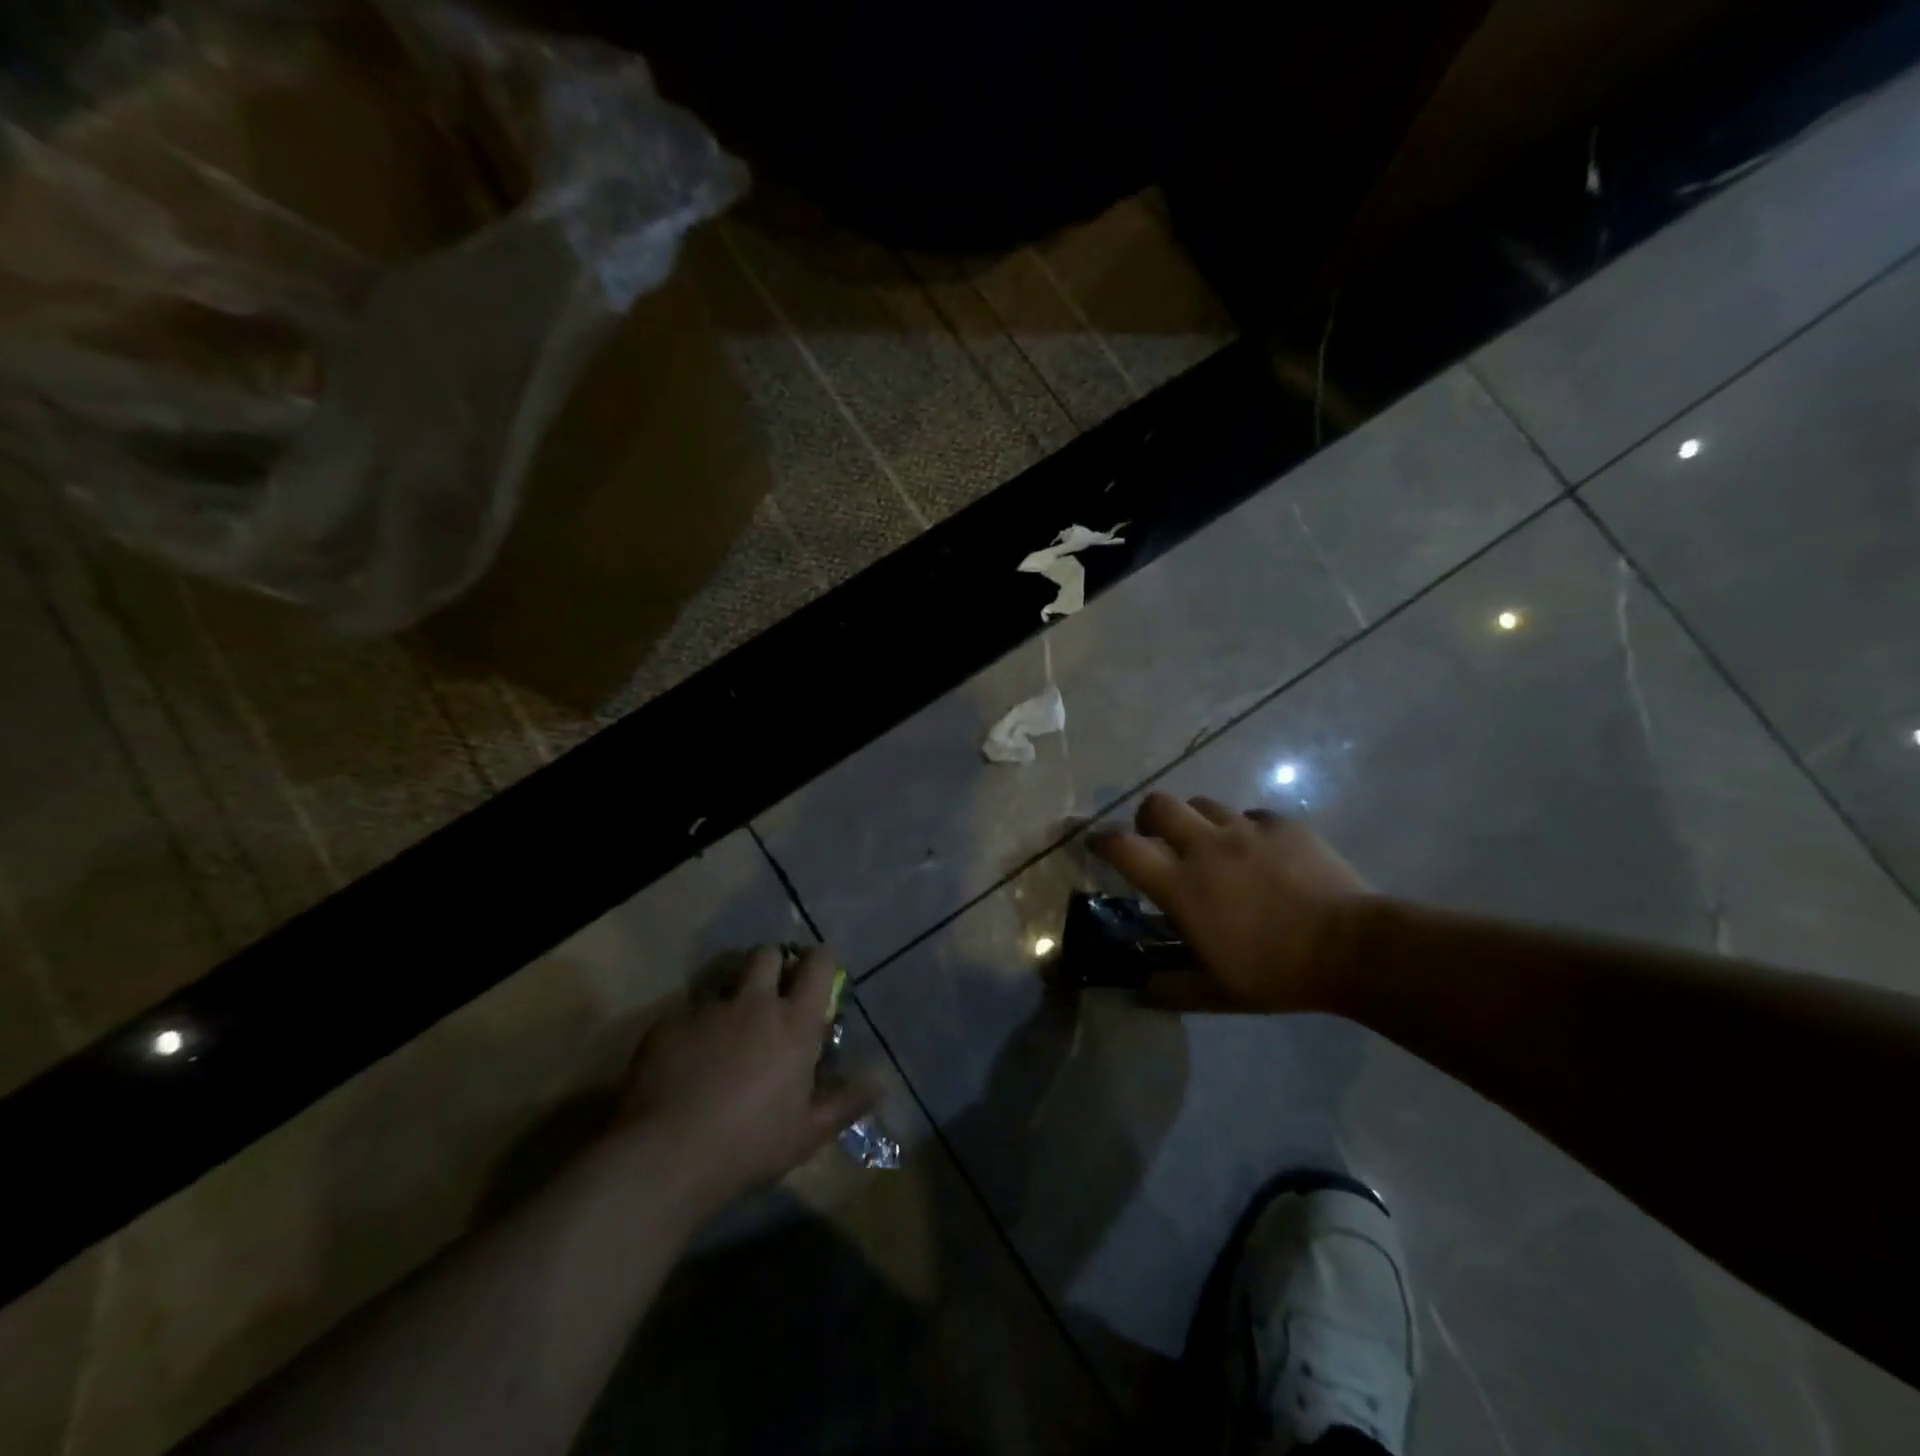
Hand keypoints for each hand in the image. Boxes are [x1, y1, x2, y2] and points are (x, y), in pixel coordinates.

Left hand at [618, 946, 877, 1214]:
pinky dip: (697, 1023)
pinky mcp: (668, 1024)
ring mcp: (706, 1009)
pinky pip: (688, 1009)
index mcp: (793, 1022)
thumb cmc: (749, 1145)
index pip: (817, 964)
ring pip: (725, 976)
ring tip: (731, 1020)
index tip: (819, 972)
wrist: (664, 1157)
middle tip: (774, 992)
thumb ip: (847, 1102)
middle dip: (774, 963)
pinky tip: (690, 1056)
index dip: (820, 960)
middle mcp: (752, 1003)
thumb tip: (881, 1081)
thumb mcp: (808, 1133)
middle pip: (767, 954)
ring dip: (735, 989)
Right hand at [1090, 793, 1373, 1012]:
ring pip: (1204, 804)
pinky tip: (1260, 853)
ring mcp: (1246, 830)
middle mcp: (1206, 846)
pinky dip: (1245, 830)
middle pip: (1158, 805)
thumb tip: (1139, 990)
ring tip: (1212, 846)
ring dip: (1196, 821)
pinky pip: (1251, 815)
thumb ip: (1170, 988)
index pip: (1123, 847)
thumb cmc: (1276, 973)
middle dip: (1148, 817)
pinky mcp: (1282, 824)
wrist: (1352, 948)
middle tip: (1158, 839)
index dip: (1102, 840)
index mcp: (1182, 885)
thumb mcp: (1216, 993)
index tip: (1096, 842)